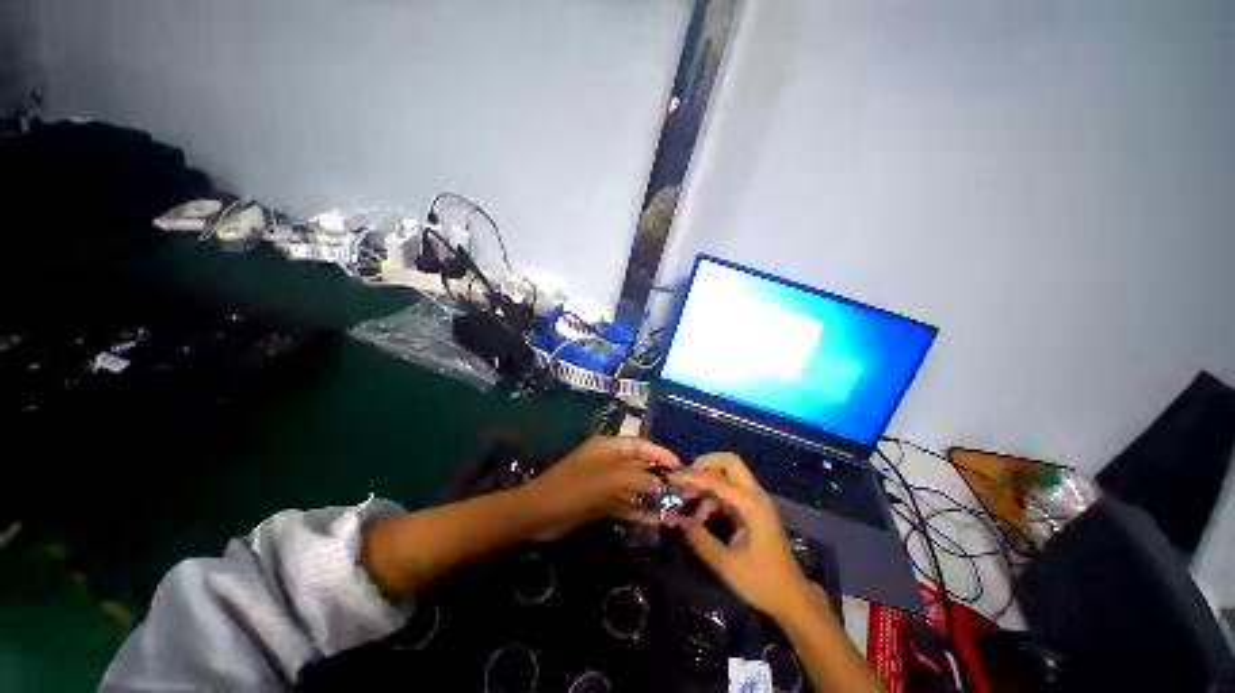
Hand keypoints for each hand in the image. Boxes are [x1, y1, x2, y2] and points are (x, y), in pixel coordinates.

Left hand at [526, 436, 680, 538]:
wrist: (538, 514)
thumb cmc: (574, 489)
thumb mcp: (608, 481)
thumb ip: (638, 479)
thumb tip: (664, 482)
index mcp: (609, 447)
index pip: (641, 445)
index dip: (661, 453)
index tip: (681, 466)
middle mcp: (609, 461)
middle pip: (640, 466)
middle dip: (660, 478)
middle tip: (683, 492)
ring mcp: (605, 482)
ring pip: (634, 487)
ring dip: (652, 498)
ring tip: (676, 511)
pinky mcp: (601, 501)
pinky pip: (625, 503)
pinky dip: (639, 511)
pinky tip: (657, 522)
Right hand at [672, 453, 815, 620]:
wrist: (792, 599)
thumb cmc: (762, 582)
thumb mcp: (726, 564)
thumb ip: (700, 539)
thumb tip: (679, 520)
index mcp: (751, 504)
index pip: (716, 479)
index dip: (692, 477)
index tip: (672, 478)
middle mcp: (755, 495)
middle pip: (729, 462)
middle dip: (704, 465)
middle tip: (685, 479)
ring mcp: (756, 501)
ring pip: (729, 475)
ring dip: (707, 481)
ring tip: (687, 499)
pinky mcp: (753, 510)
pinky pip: (730, 491)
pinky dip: (713, 495)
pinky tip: (701, 514)